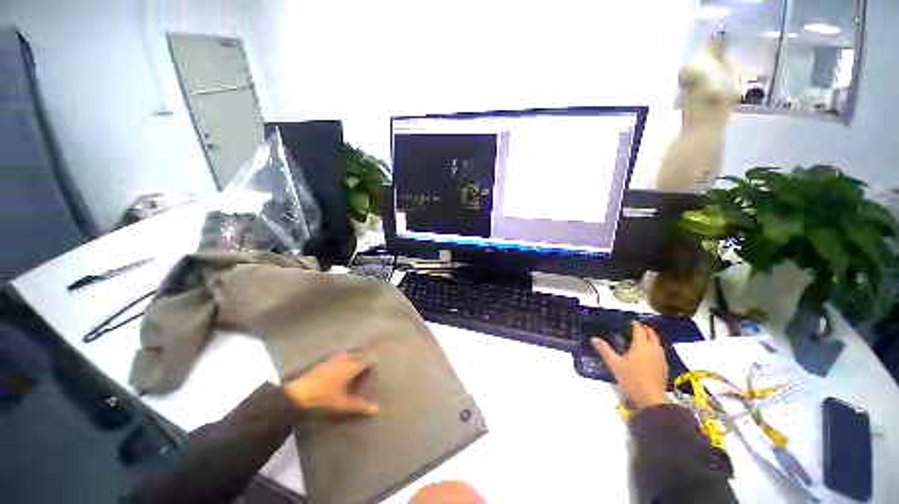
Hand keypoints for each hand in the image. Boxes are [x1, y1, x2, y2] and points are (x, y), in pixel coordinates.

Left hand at [283, 352, 380, 415]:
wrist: (297, 395)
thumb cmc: (323, 399)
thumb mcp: (343, 405)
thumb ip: (360, 406)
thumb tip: (377, 409)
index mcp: (350, 368)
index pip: (364, 362)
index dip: (370, 364)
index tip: (374, 366)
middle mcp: (342, 361)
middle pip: (356, 356)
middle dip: (361, 358)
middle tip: (365, 364)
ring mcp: (331, 361)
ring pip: (345, 355)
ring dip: (350, 357)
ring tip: (354, 362)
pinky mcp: (321, 364)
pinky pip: (335, 358)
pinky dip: (340, 360)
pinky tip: (337, 365)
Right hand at [592, 322, 668, 409]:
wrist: (650, 398)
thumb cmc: (631, 378)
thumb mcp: (614, 364)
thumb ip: (604, 350)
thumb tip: (594, 338)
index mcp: (641, 345)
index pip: (639, 330)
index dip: (635, 324)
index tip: (630, 322)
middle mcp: (653, 349)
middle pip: (652, 334)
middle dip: (645, 329)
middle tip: (637, 328)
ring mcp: (661, 358)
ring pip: (658, 343)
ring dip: (651, 339)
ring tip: (642, 340)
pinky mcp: (664, 368)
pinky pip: (660, 353)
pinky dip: (654, 349)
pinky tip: (648, 355)